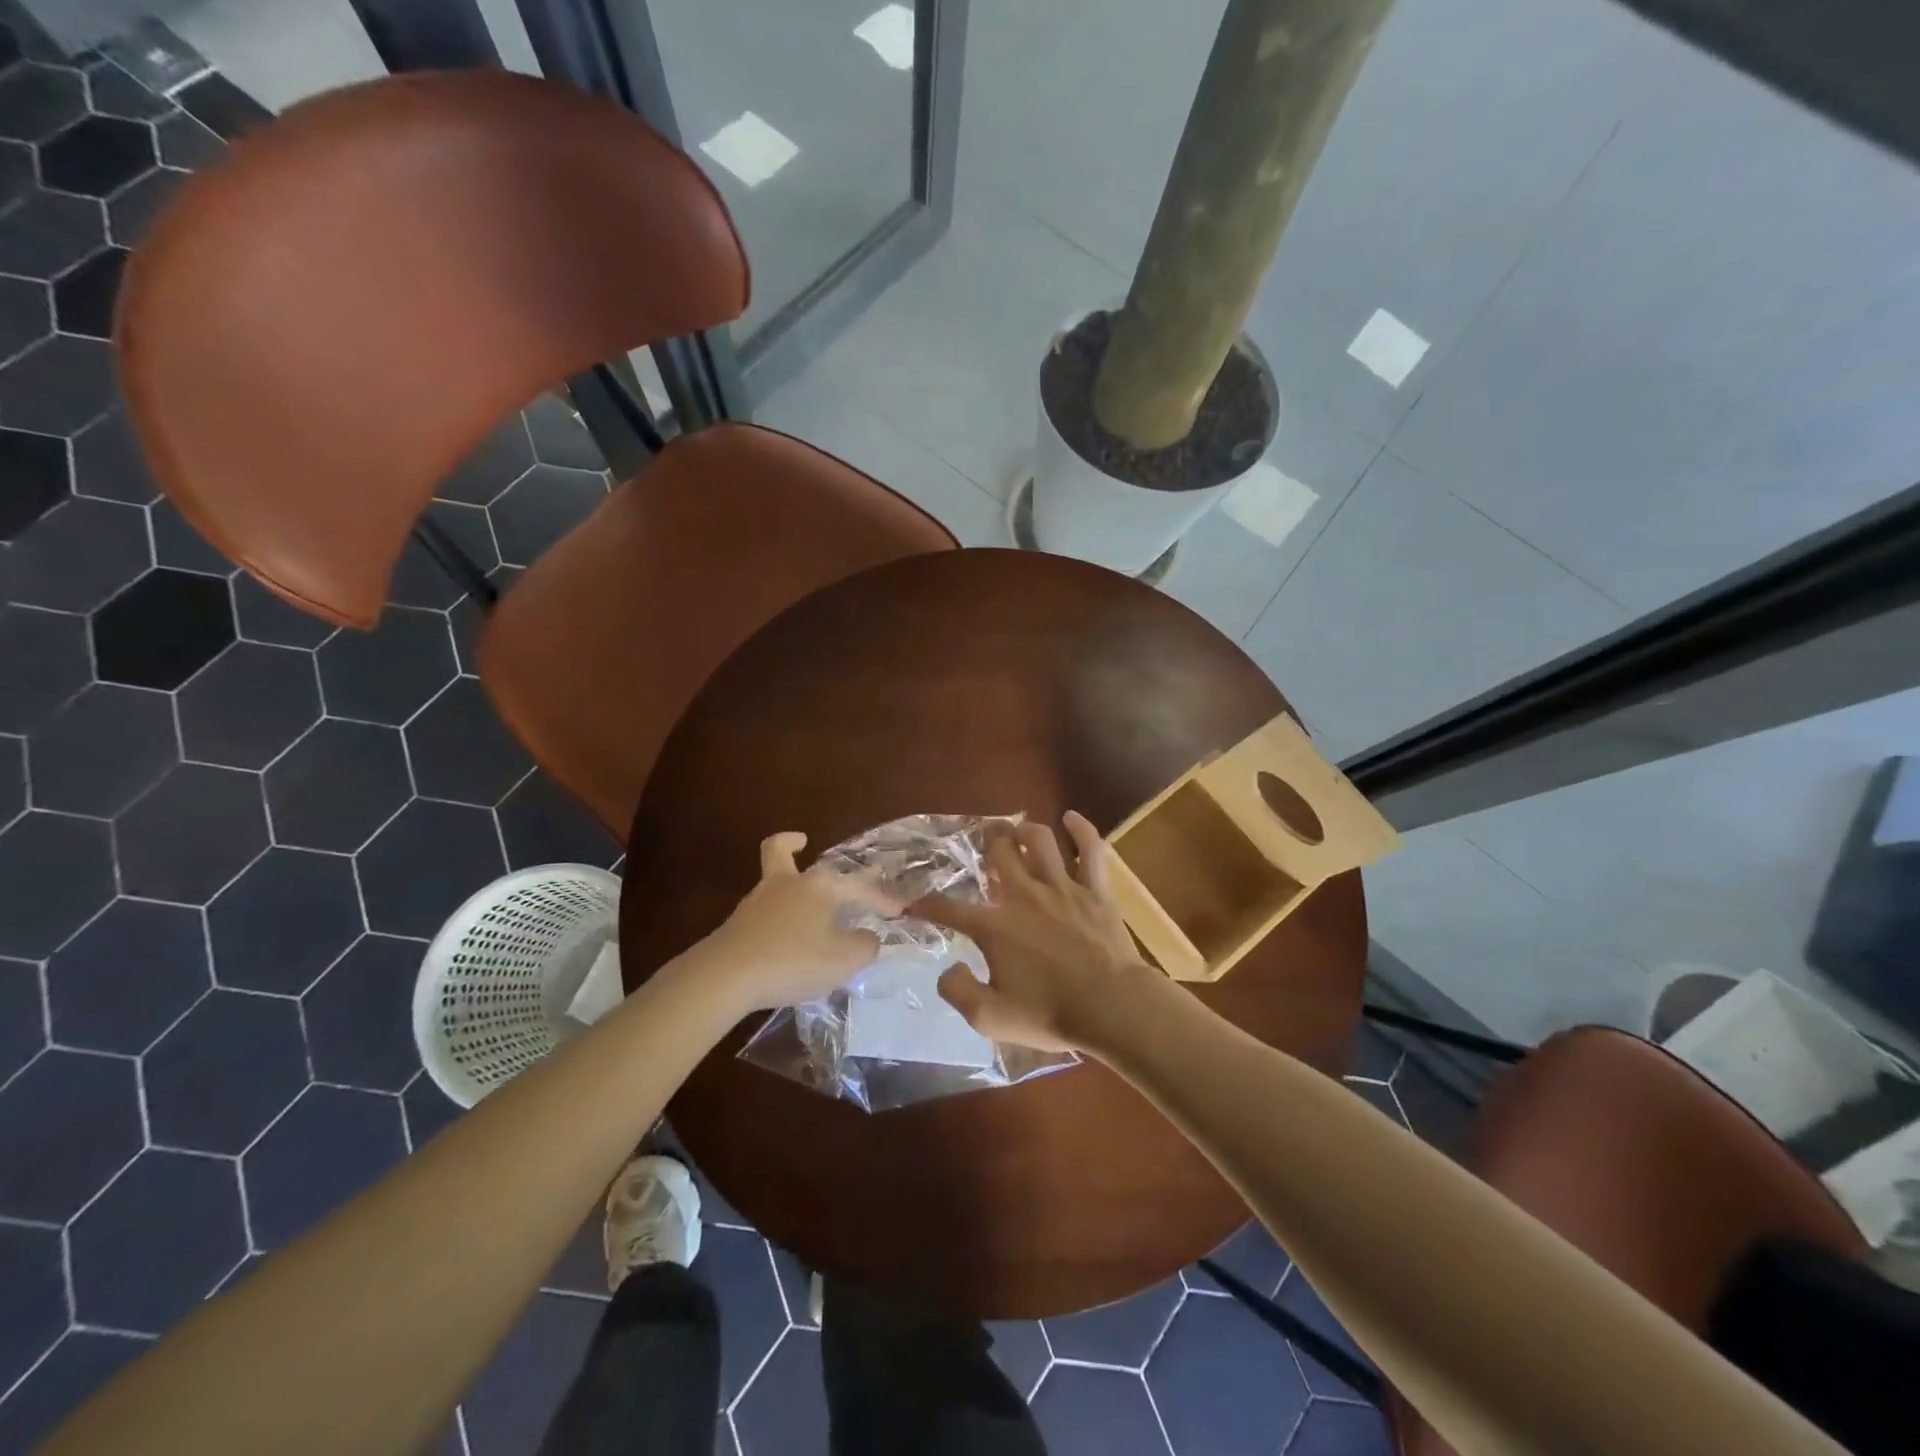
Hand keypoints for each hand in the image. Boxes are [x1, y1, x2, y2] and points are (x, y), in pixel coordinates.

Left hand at [699, 832, 899, 1011]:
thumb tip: (867, 937)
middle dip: (792, 843)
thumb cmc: (792, 960)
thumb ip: (863, 946)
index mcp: (818, 886)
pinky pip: (762, 909)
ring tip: (803, 903)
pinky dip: (775, 913)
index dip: (880, 898)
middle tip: (802, 840)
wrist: (725, 976)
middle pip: (781, 850)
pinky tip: (784, 936)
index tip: (898, 910)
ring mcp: (756, 902)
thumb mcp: (842, 960)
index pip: (857, 886)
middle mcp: (786, 884)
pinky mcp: (737, 925)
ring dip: (786, 881)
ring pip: (772, 878)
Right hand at [913, 812, 1164, 1055]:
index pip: (950, 909)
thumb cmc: (1050, 1014)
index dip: (926, 905)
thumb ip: (958, 991)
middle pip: (1000, 852)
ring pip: (1040, 841)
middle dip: (986, 840)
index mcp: (995, 928)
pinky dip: (1080, 829)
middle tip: (982, 835)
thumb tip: (947, 968)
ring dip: (1024, 829)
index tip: (913, 904)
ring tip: (1017, 828)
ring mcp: (1062, 888)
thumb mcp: (990, 1018)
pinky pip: (1089, 849)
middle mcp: (1024, 896)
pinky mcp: (1095, 890)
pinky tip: (1070, 817)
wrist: (1112, 1007)